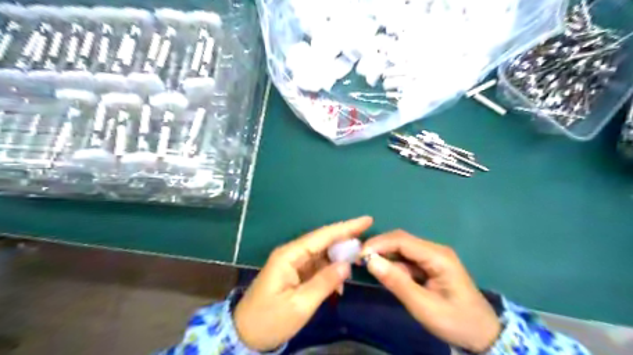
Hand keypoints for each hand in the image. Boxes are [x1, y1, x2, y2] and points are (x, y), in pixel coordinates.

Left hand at [233, 216, 371, 351]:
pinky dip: (330, 271)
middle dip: (345, 240)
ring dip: (339, 257)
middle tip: (368, 242)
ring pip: (322, 253)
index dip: (346, 227)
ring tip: (358, 262)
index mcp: (290, 255)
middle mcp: (292, 253)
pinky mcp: (295, 273)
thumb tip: (346, 264)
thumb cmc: (269, 319)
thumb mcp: (299, 305)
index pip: (322, 236)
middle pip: (323, 241)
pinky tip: (339, 282)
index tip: (366, 220)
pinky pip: (317, 266)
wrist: (245, 335)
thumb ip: (324, 282)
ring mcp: (293, 263)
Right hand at [361, 231, 499, 352]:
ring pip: (401, 249)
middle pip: (401, 240)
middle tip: (358, 260)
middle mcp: (434, 250)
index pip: (402, 241)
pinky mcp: (429, 265)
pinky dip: (392, 264)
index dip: (378, 244)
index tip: (359, 255)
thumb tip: (370, 261)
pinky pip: (406, 259)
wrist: (482, 334)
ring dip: (384, 255)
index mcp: (438, 256)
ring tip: (365, 265)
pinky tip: (383, 272)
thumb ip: (397, 283)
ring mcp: (432, 257)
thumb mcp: (424, 306)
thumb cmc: (455, 321)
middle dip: (378, 247)